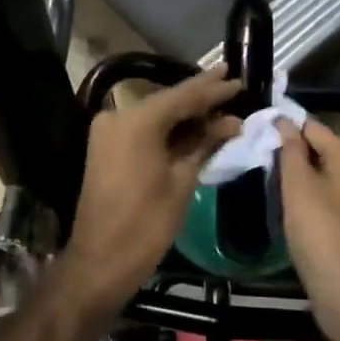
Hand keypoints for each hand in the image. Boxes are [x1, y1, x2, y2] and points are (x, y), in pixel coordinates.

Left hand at [61, 66, 242, 309]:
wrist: (101, 261)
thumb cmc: (146, 224)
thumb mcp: (182, 181)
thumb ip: (205, 143)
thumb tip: (232, 121)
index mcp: (136, 121)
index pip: (183, 96)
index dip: (213, 89)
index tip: (239, 79)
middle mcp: (118, 116)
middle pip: (168, 100)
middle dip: (200, 94)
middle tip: (231, 80)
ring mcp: (109, 131)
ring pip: (156, 113)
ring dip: (186, 112)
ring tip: (221, 102)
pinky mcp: (107, 146)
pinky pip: (143, 128)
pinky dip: (168, 128)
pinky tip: (195, 124)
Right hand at [275, 118, 339, 340]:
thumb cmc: (319, 230)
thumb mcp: (298, 185)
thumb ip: (290, 150)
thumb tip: (284, 121)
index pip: (314, 127)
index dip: (286, 126)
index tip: (258, 130)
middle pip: (322, 151)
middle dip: (293, 153)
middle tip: (260, 157)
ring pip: (325, 177)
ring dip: (301, 178)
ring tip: (270, 182)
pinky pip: (330, 200)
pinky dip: (311, 199)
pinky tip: (290, 209)